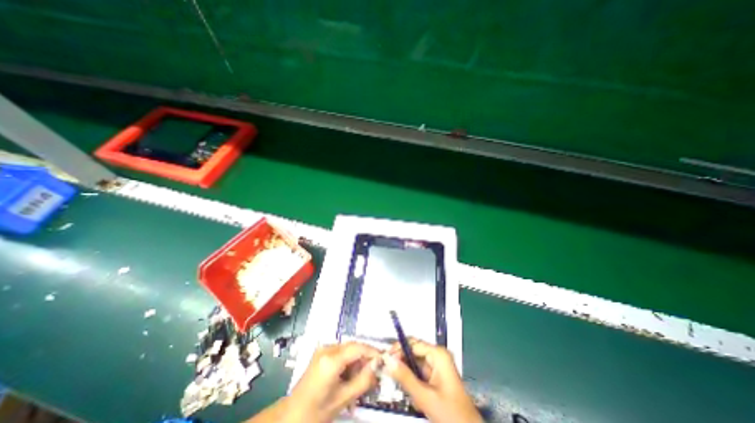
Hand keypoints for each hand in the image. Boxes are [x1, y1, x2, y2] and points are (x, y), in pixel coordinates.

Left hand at [285, 342, 377, 420]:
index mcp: (330, 360)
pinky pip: (342, 352)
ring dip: (357, 360)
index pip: (357, 348)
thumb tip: (378, 365)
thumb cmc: (316, 411)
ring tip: (361, 378)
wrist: (292, 416)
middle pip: (353, 346)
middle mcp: (327, 349)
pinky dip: (349, 361)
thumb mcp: (343, 399)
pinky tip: (350, 376)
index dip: (372, 351)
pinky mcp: (322, 352)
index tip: (384, 359)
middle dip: (365, 358)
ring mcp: (323, 349)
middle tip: (374, 372)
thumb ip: (363, 380)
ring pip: (349, 349)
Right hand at [384, 340, 483, 422]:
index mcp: (438, 354)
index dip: (397, 349)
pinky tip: (412, 395)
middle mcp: (437, 355)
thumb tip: (387, 359)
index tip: (384, 359)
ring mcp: (437, 365)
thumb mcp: (425, 396)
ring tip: (403, 388)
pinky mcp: (436, 376)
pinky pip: (419, 373)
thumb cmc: (450, 414)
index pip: (413, 344)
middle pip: (413, 352)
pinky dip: (413, 381)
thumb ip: (405, 377)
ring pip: (414, 363)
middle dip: (402, 363)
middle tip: (388, 373)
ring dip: (407, 375)